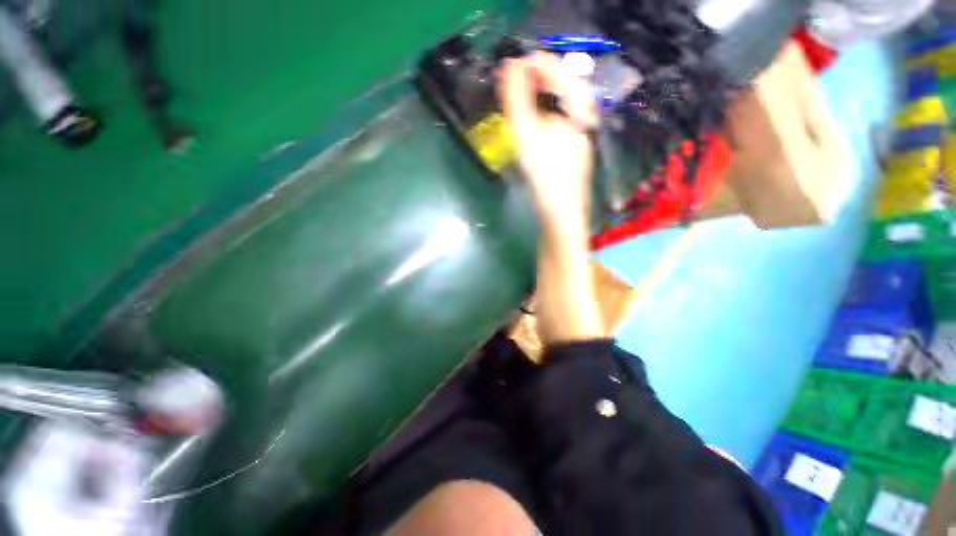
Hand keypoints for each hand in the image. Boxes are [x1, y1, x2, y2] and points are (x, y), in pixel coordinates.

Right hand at [500, 53, 596, 227]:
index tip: (511, 68)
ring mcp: (581, 138)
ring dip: (538, 103)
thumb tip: (509, 66)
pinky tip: (533, 131)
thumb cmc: (545, 175)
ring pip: (560, 110)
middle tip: (512, 88)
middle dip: (536, 84)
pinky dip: (544, 122)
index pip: (559, 72)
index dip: (535, 65)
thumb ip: (518, 99)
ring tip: (519, 105)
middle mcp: (584, 120)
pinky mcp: (574, 154)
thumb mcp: (527, 135)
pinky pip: (559, 127)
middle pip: (561, 90)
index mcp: (578, 110)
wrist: (560, 215)